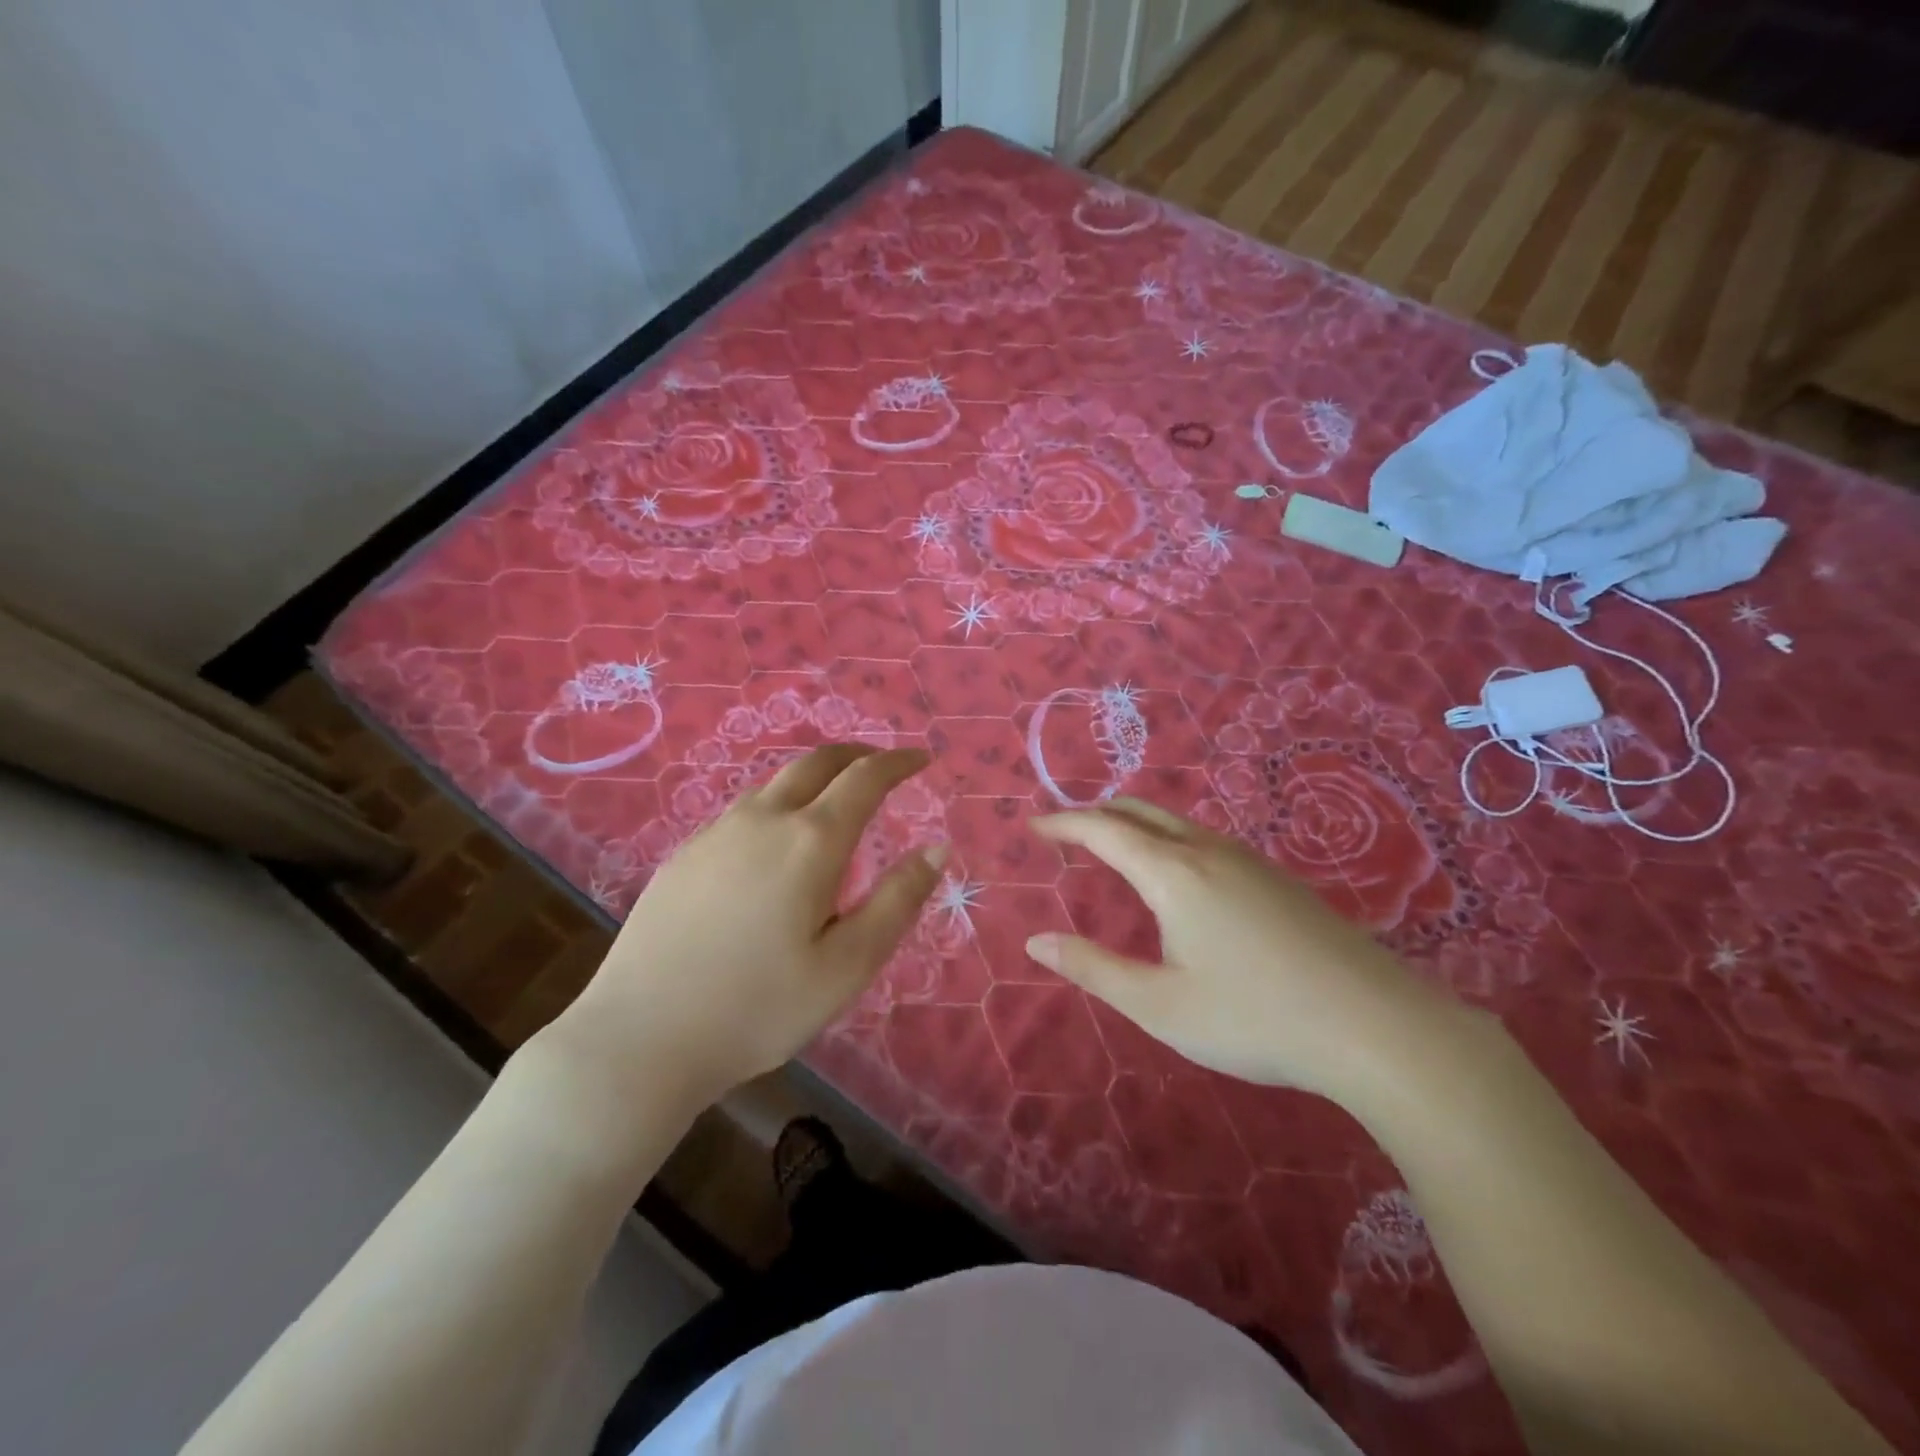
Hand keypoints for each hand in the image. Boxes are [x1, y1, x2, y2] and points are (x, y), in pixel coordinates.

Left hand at [553, 745, 945, 1110]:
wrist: (640, 1037)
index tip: (922, 758)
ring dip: (815, 777)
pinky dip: (778, 803)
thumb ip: (897, 901)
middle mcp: (763, 820)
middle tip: (883, 764)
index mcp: (811, 841)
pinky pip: (744, 810)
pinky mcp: (685, 855)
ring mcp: (716, 833)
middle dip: (857, 754)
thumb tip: (936, 848)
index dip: (899, 762)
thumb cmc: (758, 1007)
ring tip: (834, 799)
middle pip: (817, 763)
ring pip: (775, 783)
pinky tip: (774, 842)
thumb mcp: (848, 965)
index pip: (865, 778)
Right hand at [1026, 798, 1455, 1103]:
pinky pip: (1205, 840)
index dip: (1063, 823)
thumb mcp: (1160, 1005)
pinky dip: (1168, 841)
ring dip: (1134, 825)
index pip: (1103, 830)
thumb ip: (1093, 969)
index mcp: (1172, 874)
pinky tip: (1177, 880)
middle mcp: (1207, 851)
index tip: (1032, 826)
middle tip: (1065, 834)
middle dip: (1096, 814)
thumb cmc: (1254, 1017)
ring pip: (1176, 823)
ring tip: (1111, 852)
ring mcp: (1248, 861)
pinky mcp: (1277, 879)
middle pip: (1140, 811)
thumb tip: (1036, 942)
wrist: (1377, 1026)